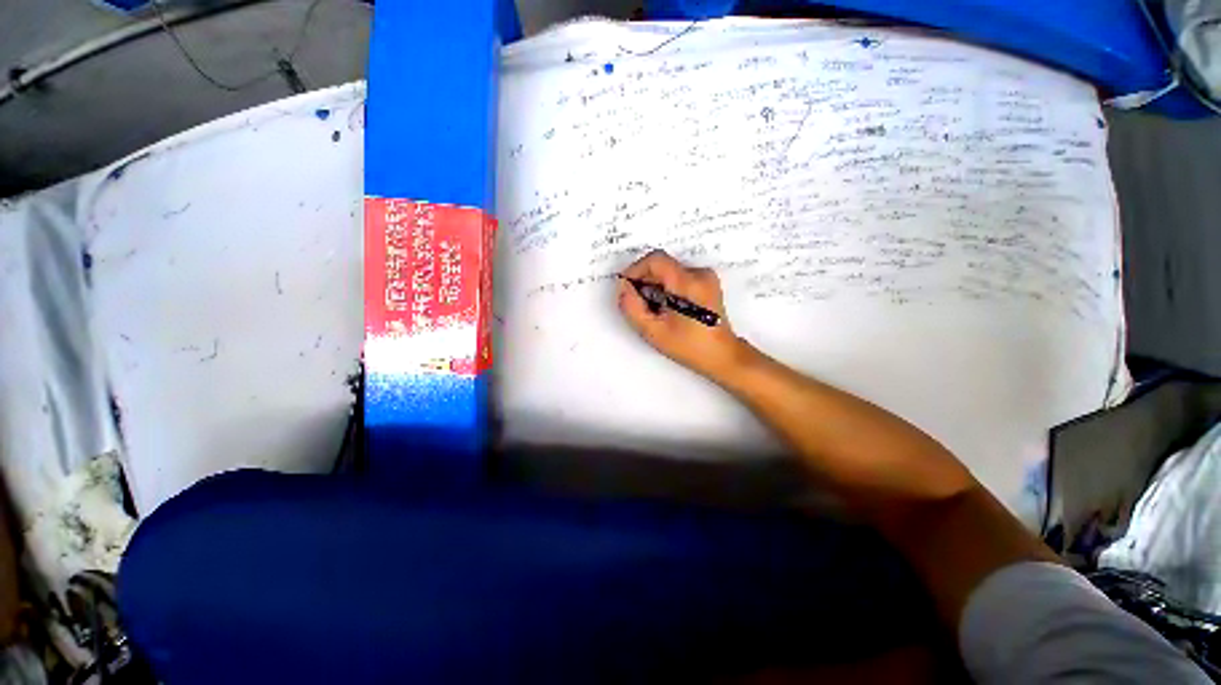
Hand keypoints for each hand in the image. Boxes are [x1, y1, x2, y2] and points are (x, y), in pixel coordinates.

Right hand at [617, 249, 749, 381]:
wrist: (721, 354)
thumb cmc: (690, 346)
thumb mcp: (653, 331)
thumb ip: (632, 307)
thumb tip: (622, 287)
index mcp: (688, 284)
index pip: (655, 260)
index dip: (635, 269)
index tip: (626, 286)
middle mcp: (699, 274)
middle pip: (662, 265)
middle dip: (645, 281)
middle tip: (639, 303)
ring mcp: (705, 277)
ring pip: (669, 271)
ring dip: (655, 285)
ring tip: (654, 309)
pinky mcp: (706, 282)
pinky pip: (679, 276)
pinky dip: (666, 287)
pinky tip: (666, 307)